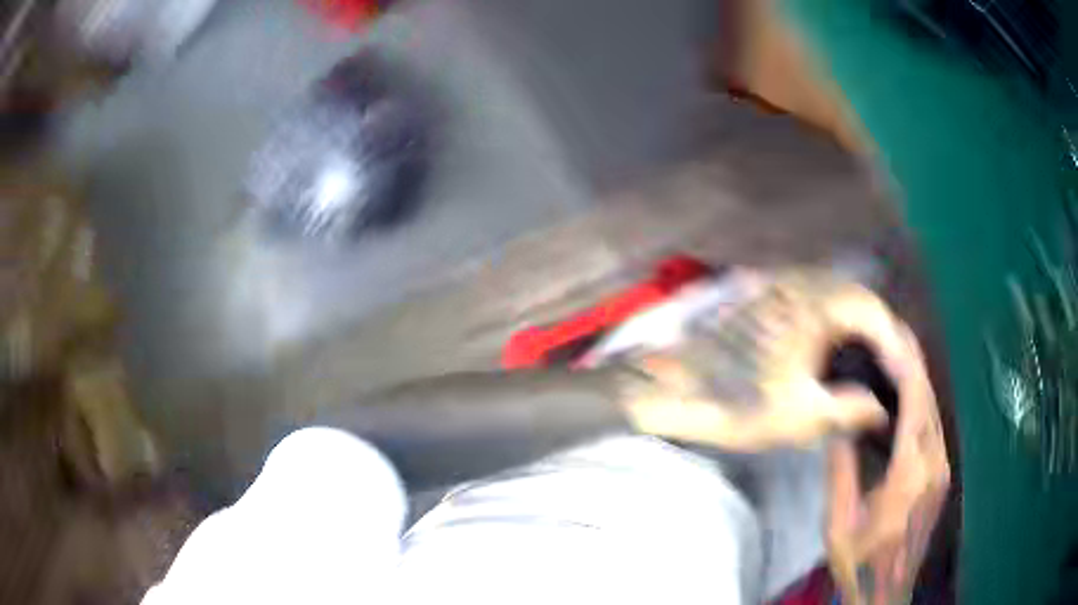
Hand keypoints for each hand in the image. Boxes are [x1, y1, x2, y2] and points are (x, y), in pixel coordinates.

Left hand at [618, 269, 906, 450]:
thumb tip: (881, 409)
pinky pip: (810, 302)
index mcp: (816, 304)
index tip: (903, 374)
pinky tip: (832, 351)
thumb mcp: (800, 415)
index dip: (893, 343)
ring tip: (868, 361)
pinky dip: (831, 323)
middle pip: (855, 299)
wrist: (671, 386)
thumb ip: (850, 409)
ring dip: (855, 326)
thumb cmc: (737, 401)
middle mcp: (800, 283)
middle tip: (890, 366)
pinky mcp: (761, 297)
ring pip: (833, 297)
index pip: (872, 311)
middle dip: (878, 331)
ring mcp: (778, 286)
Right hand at [826, 325, 949, 604]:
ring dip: (919, 382)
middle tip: (893, 334)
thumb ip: (842, 472)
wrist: (885, 592)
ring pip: (934, 412)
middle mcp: (934, 465)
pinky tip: (907, 397)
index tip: (891, 337)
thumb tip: (838, 425)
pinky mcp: (940, 476)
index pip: (914, 406)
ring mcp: (941, 470)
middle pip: (929, 402)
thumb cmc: (860, 562)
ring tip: (898, 356)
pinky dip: (921, 405)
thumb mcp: (839, 524)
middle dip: (914, 365)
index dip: (905, 368)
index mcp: (909, 475)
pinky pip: (933, 430)